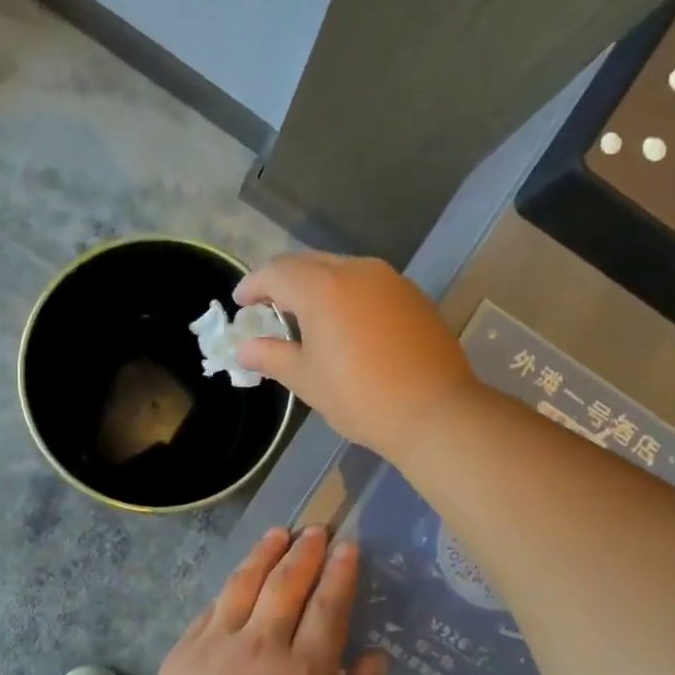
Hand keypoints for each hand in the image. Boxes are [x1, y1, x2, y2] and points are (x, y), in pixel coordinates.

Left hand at [140, 526, 386, 674]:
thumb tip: (377, 656)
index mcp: (305, 671)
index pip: (328, 606)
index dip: (340, 572)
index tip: (348, 546)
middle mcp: (264, 644)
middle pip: (287, 583)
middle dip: (306, 551)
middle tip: (316, 530)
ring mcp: (220, 640)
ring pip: (247, 582)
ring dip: (266, 552)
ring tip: (279, 533)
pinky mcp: (187, 646)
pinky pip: (215, 605)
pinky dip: (232, 584)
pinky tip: (241, 575)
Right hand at [234, 252, 480, 460]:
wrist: (434, 411)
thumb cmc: (359, 397)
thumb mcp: (306, 379)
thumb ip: (271, 356)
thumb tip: (245, 349)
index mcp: (323, 288)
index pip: (277, 273)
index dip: (253, 285)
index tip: (240, 303)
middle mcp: (357, 271)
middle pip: (309, 263)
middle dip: (283, 281)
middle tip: (267, 307)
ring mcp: (390, 281)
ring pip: (341, 269)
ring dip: (316, 285)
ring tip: (304, 316)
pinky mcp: (413, 296)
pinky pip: (367, 284)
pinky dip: (345, 295)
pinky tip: (344, 324)